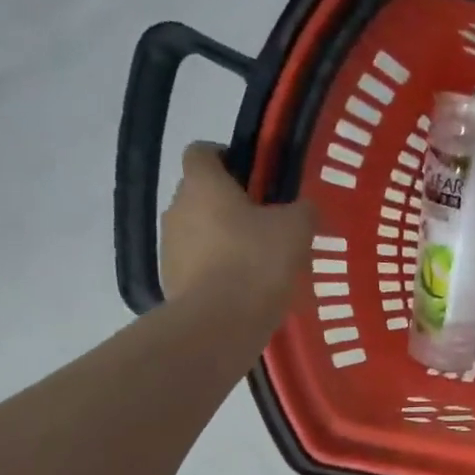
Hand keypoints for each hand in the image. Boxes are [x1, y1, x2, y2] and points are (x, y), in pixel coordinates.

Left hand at [161, 142, 314, 316]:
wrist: (220, 323)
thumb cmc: (257, 262)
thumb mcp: (296, 230)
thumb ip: (303, 210)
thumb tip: (305, 208)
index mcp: (203, 184)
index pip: (202, 151)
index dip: (226, 157)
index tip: (253, 176)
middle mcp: (177, 208)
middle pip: (201, 195)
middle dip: (230, 206)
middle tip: (266, 225)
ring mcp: (170, 247)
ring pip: (199, 233)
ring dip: (223, 241)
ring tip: (258, 264)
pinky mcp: (171, 282)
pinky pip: (197, 267)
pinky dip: (217, 273)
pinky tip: (244, 291)